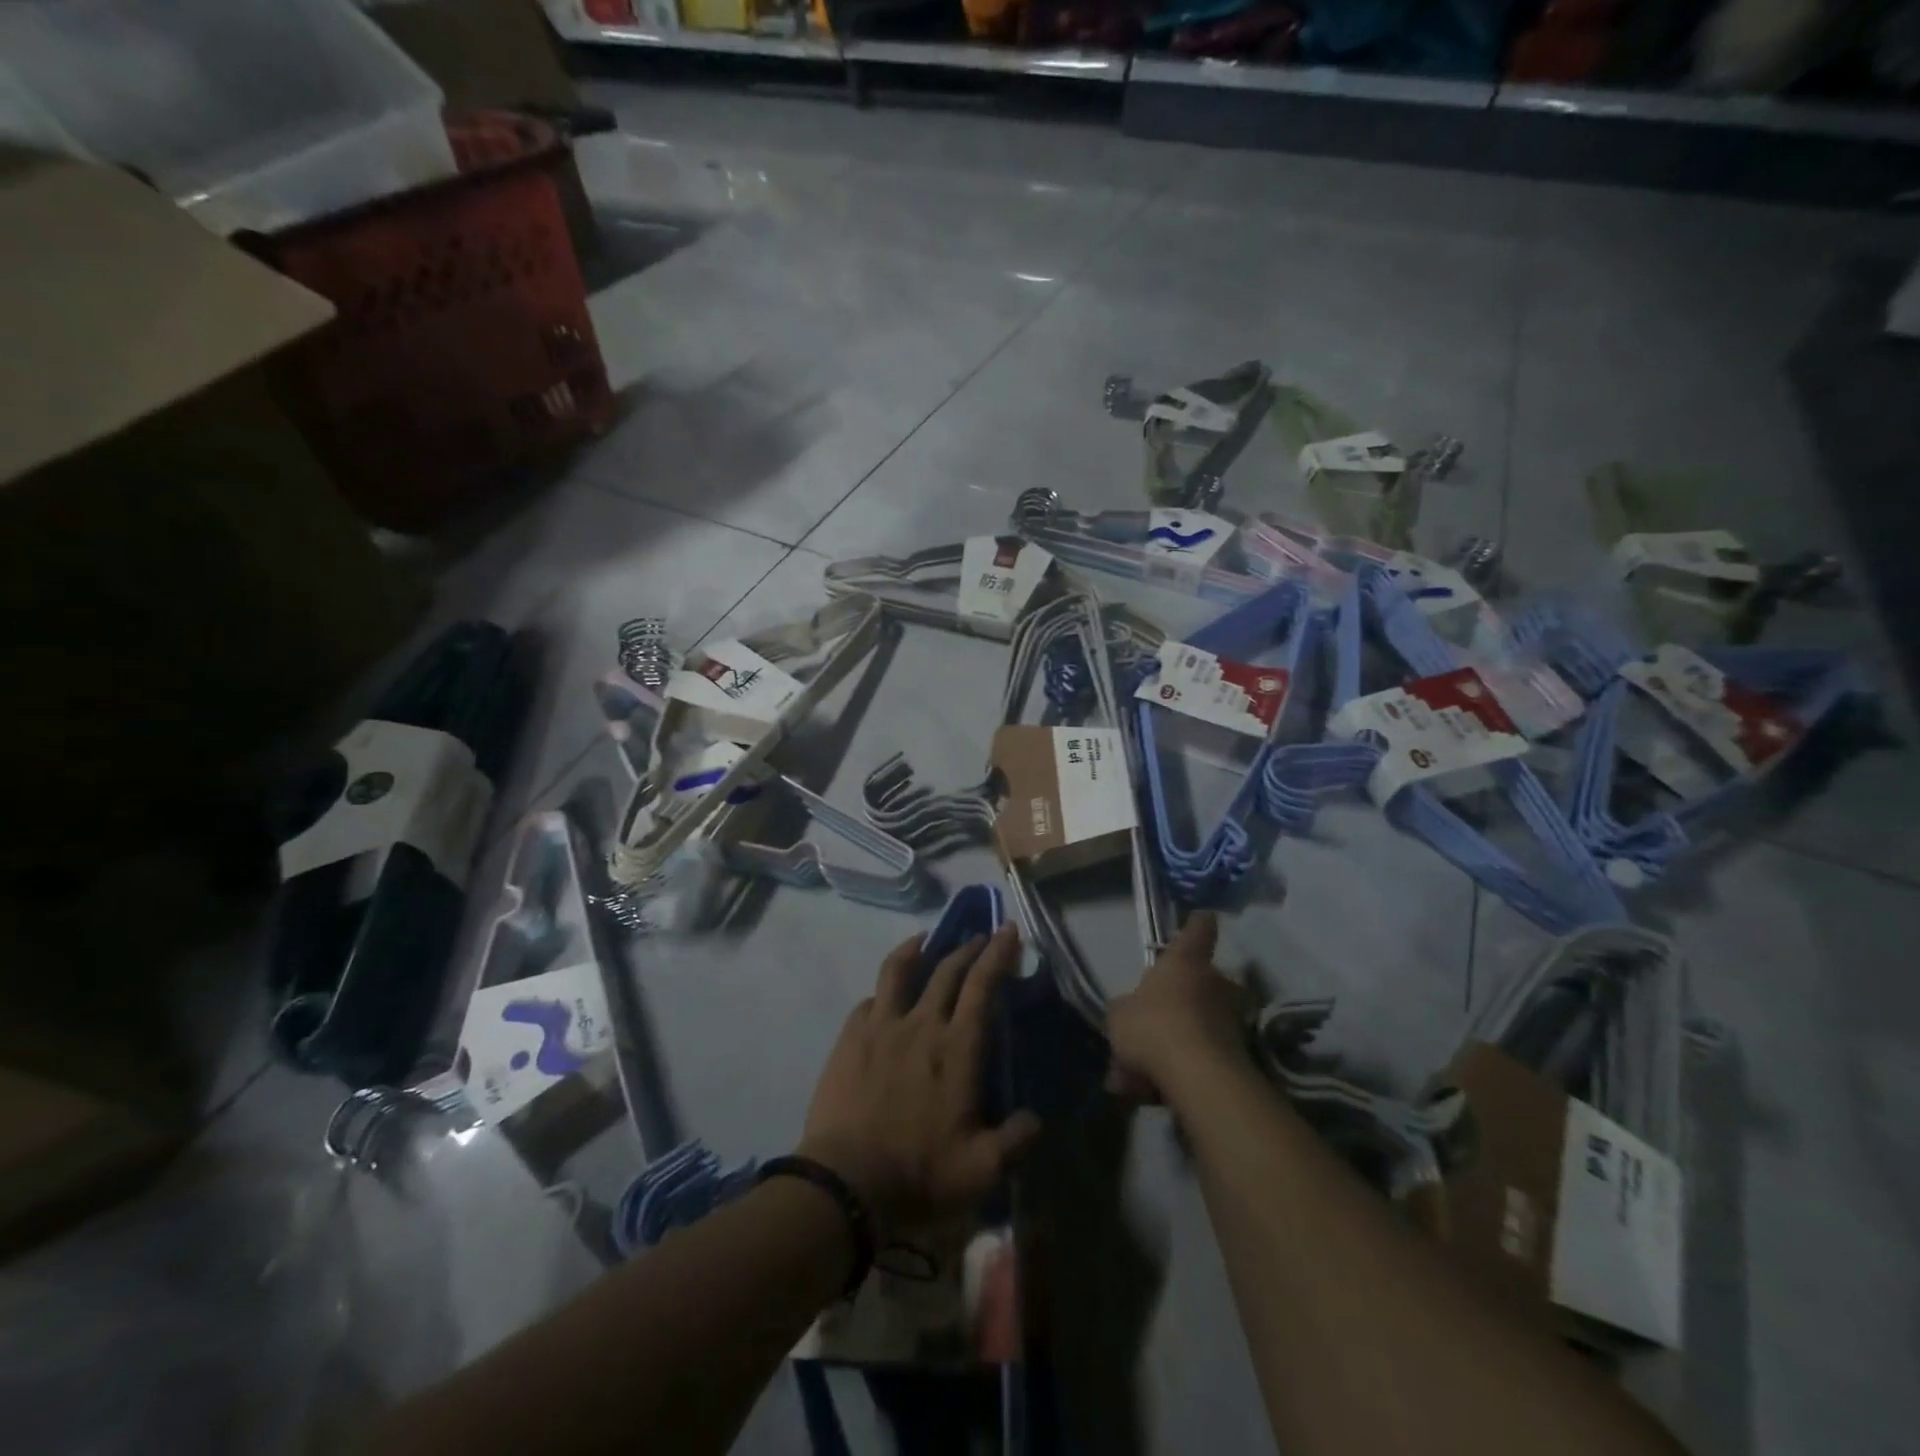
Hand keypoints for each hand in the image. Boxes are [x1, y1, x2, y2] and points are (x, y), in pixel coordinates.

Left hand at [799, 923, 1040, 1240]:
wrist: (846, 1182)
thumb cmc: (919, 1173)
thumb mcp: (982, 1170)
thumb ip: (1016, 1141)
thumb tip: (1036, 1119)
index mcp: (957, 1048)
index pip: (982, 985)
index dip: (998, 954)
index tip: (1008, 930)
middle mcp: (921, 1024)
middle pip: (947, 970)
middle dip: (968, 947)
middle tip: (981, 936)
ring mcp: (881, 1026)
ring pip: (899, 970)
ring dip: (916, 948)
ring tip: (925, 939)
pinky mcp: (850, 1037)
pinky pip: (870, 1000)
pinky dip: (883, 990)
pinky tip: (885, 995)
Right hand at [1106, 912, 1254, 1104]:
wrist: (1198, 1078)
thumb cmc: (1154, 1027)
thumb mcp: (1119, 1015)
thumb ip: (1124, 1010)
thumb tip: (1129, 1013)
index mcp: (1185, 962)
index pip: (1198, 930)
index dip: (1197, 923)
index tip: (1201, 916)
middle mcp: (1214, 984)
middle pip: (1198, 983)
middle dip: (1177, 1001)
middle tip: (1147, 1024)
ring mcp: (1230, 1020)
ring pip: (1195, 1026)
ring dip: (1171, 1044)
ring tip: (1134, 1075)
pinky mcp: (1237, 1057)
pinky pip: (1199, 1058)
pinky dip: (1177, 1072)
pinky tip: (1147, 1094)